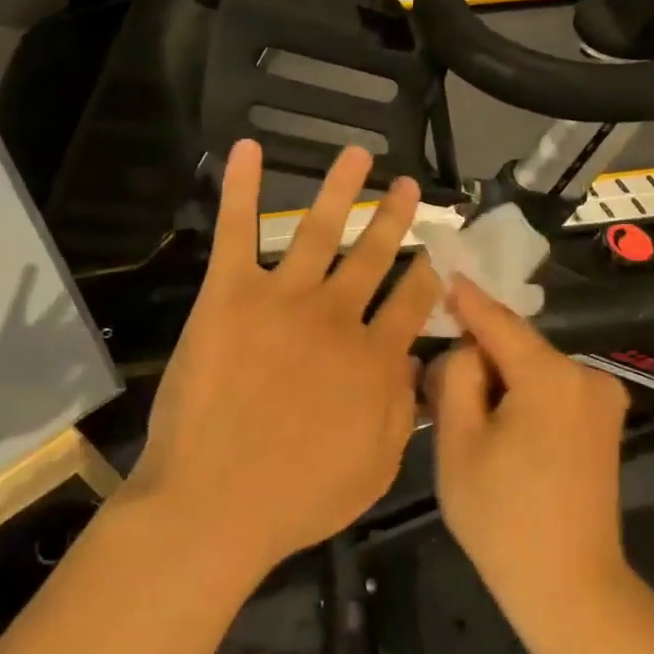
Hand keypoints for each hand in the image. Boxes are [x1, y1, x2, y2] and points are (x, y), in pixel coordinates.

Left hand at [132, 140, 440, 571]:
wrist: (216, 502)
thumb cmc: (298, 497)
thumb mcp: (376, 467)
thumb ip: (401, 408)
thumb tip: (414, 360)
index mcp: (374, 358)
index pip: (412, 302)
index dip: (429, 275)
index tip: (437, 254)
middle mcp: (337, 316)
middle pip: (372, 256)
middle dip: (393, 218)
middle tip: (407, 187)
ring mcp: (283, 299)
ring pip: (319, 229)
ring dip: (340, 188)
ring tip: (357, 156)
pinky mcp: (229, 294)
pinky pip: (236, 231)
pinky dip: (240, 188)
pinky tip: (247, 150)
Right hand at [429, 276, 631, 620]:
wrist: (570, 587)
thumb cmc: (502, 517)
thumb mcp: (458, 442)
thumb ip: (456, 378)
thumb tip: (466, 350)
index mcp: (551, 376)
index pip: (499, 321)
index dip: (467, 299)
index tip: (444, 271)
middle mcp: (586, 376)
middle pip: (516, 348)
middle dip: (479, 358)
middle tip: (438, 384)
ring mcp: (602, 401)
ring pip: (533, 371)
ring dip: (499, 382)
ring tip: (466, 420)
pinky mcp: (604, 425)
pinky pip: (551, 392)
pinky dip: (522, 399)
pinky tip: (500, 434)